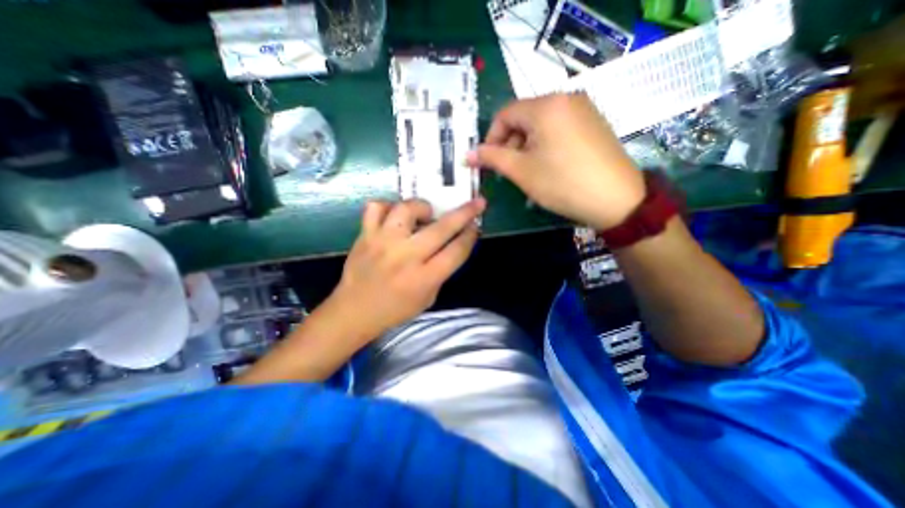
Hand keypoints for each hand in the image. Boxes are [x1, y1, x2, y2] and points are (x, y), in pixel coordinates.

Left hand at [330, 199, 482, 336]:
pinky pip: (376, 207)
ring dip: (423, 207)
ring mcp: (383, 242)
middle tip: (476, 203)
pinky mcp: (365, 235)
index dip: (470, 236)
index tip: (475, 226)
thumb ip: (442, 271)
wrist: (354, 311)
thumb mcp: (428, 298)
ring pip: (408, 209)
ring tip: (425, 214)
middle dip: (465, 213)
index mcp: (424, 278)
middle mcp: (405, 257)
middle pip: (442, 228)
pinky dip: (388, 206)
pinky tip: (395, 216)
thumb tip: (454, 243)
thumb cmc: (395, 309)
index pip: (456, 251)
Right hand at [466, 94, 643, 229]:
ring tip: (528, 172)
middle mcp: (566, 98)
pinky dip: (545, 145)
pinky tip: (548, 166)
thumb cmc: (562, 183)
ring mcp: (583, 109)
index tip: (488, 161)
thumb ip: (492, 158)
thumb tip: (468, 154)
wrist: (616, 199)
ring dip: (526, 146)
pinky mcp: (593, 123)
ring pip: (541, 124)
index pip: (505, 114)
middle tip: (509, 170)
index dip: (491, 137)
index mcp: (546, 105)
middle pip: (524, 117)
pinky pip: (559, 129)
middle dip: (510, 143)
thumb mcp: (521, 171)